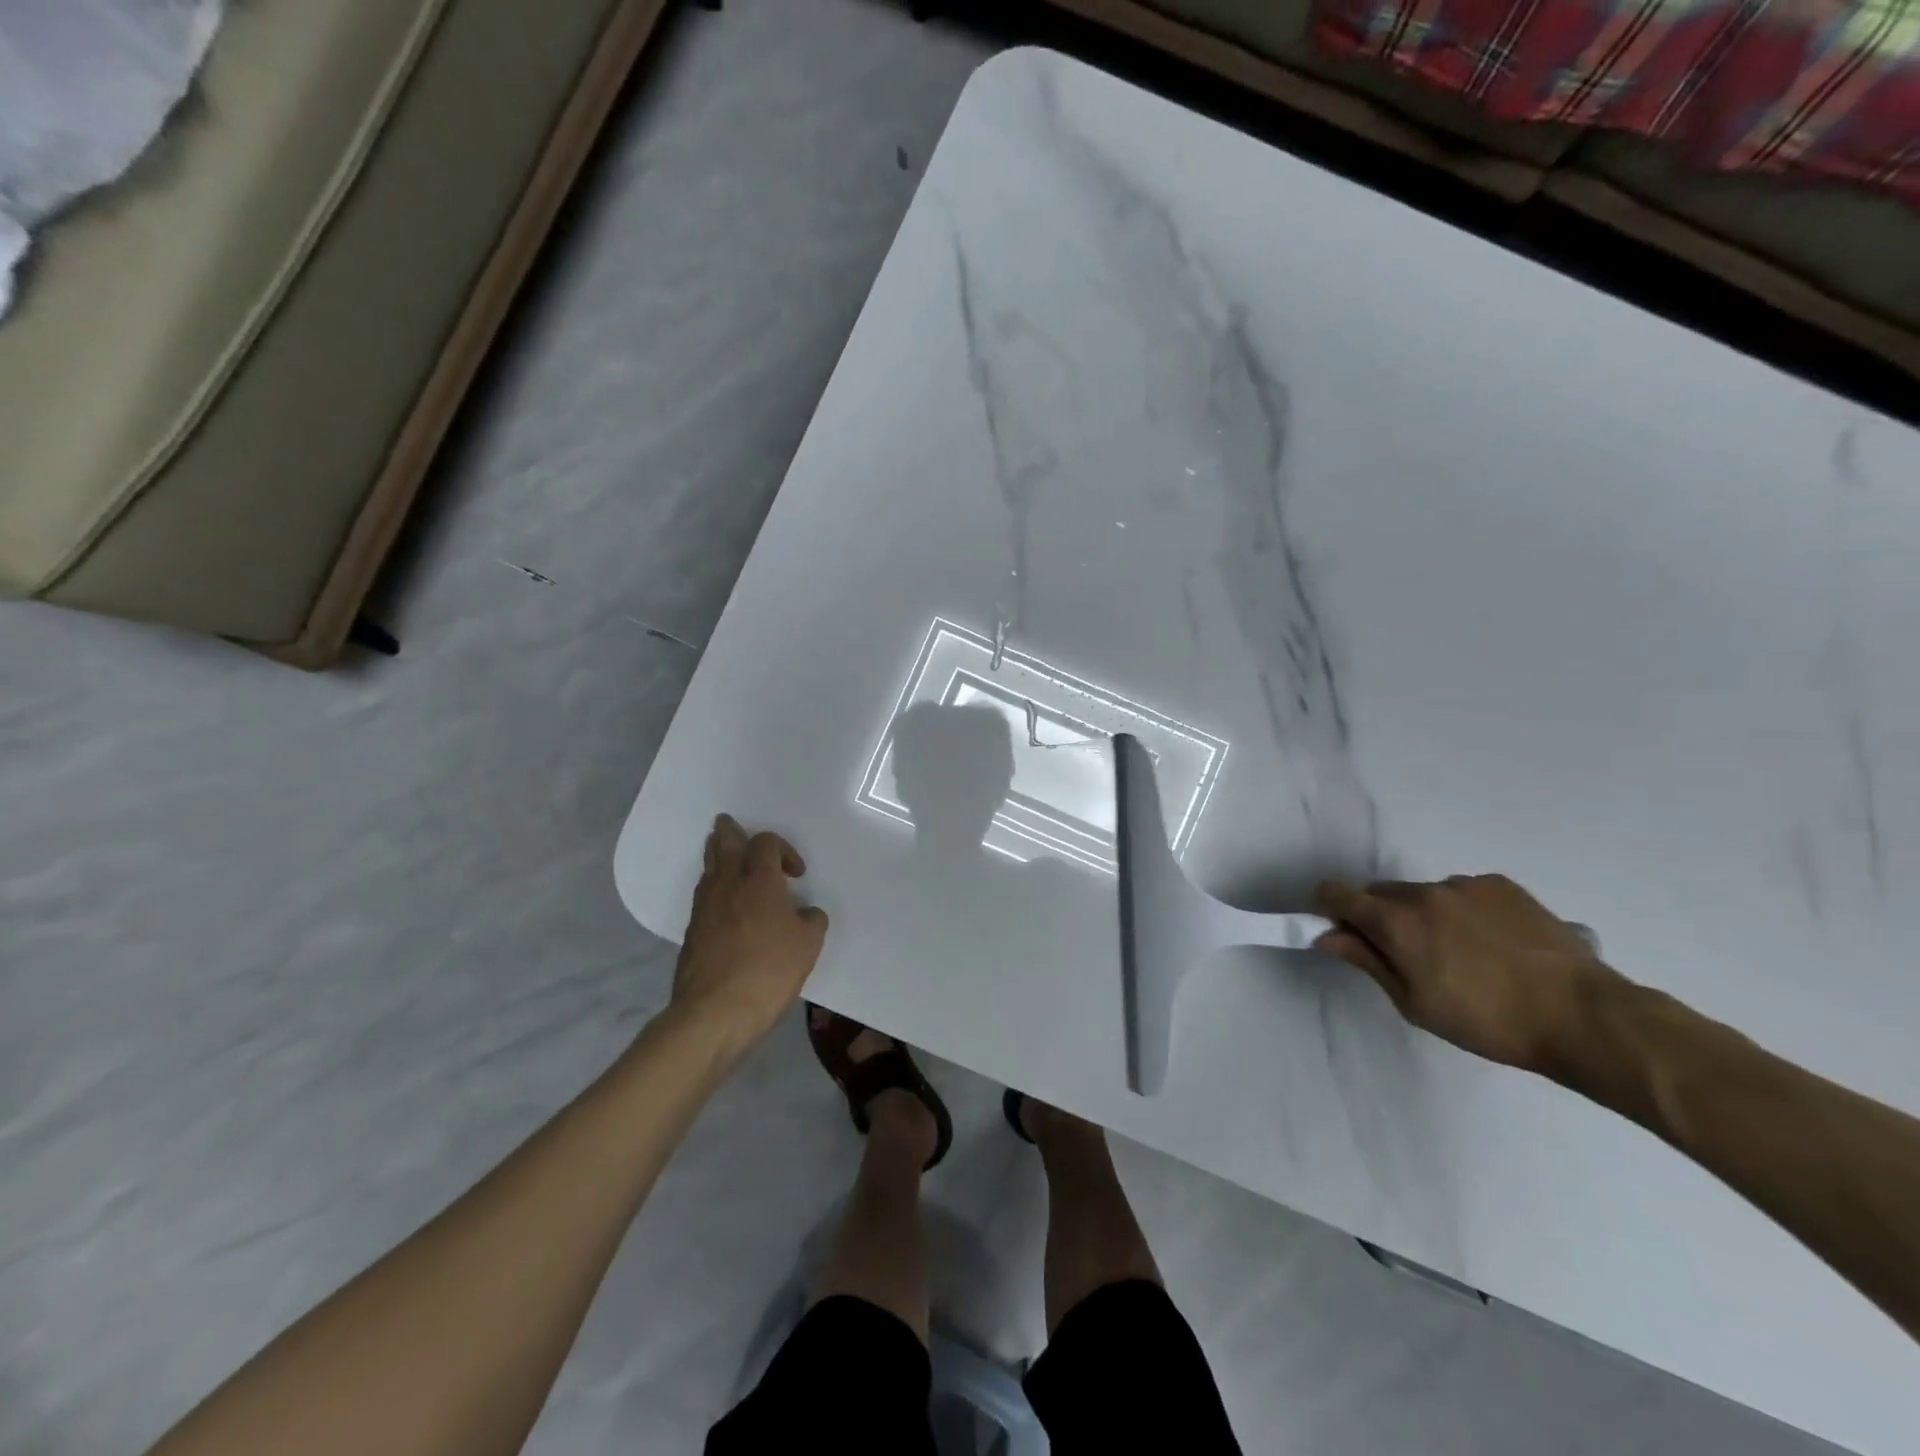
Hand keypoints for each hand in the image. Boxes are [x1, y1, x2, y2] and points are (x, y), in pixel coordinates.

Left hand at [670, 815, 828, 1048]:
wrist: (713, 1013)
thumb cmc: (768, 971)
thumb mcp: (808, 945)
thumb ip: (811, 920)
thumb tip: (805, 914)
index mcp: (759, 881)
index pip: (765, 843)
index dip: (783, 849)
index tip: (796, 874)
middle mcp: (727, 885)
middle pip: (724, 844)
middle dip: (730, 832)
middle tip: (729, 824)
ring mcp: (704, 908)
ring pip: (708, 868)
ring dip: (718, 857)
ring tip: (724, 855)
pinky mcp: (692, 932)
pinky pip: (703, 895)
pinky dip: (713, 887)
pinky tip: (723, 901)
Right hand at [1313, 874, 1622, 1074]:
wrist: (1582, 1016)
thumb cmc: (1488, 1022)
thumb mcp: (1415, 1003)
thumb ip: (1367, 961)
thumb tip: (1327, 936)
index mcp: (1396, 922)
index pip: (1336, 893)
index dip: (1329, 910)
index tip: (1341, 933)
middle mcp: (1424, 891)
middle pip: (1379, 892)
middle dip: (1379, 917)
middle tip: (1406, 955)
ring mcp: (1465, 885)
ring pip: (1422, 893)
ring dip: (1423, 914)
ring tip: (1461, 953)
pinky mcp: (1501, 885)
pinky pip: (1462, 892)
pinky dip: (1462, 911)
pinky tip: (1492, 944)